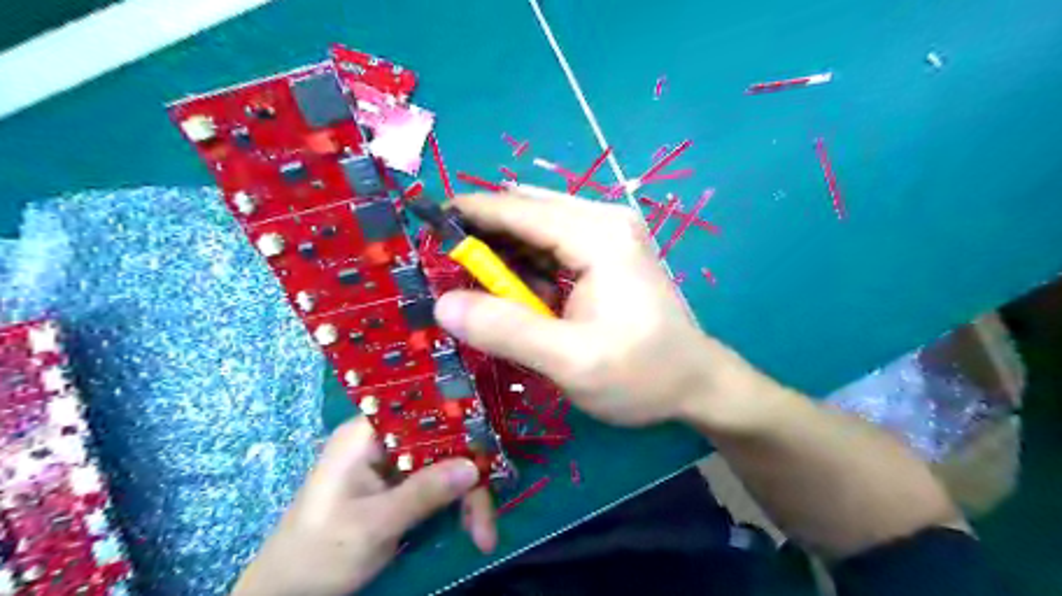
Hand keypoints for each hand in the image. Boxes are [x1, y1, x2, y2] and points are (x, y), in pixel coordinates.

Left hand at [232, 416, 497, 595]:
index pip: (424, 411)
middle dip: (469, 476)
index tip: (489, 452)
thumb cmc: (319, 553)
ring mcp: (392, 463)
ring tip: (483, 534)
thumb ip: (423, 493)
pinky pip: (439, 483)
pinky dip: (458, 505)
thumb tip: (474, 466)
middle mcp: (383, 439)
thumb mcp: (373, 525)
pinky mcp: (400, 485)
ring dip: (468, 497)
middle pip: (442, 441)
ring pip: (446, 463)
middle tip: (488, 518)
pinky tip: (472, 528)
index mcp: (367, 433)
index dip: (460, 424)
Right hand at [431, 185, 773, 432]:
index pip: (516, 209)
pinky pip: (553, 246)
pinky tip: (517, 295)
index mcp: (597, 234)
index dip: (467, 215)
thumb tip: (443, 305)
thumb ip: (506, 331)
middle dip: (483, 236)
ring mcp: (608, 233)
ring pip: (536, 229)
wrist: (696, 383)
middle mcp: (603, 220)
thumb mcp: (570, 361)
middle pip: (525, 212)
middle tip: (446, 270)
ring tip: (475, 287)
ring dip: (504, 253)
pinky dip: (527, 265)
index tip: (422, 227)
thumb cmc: (642, 374)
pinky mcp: (607, 251)